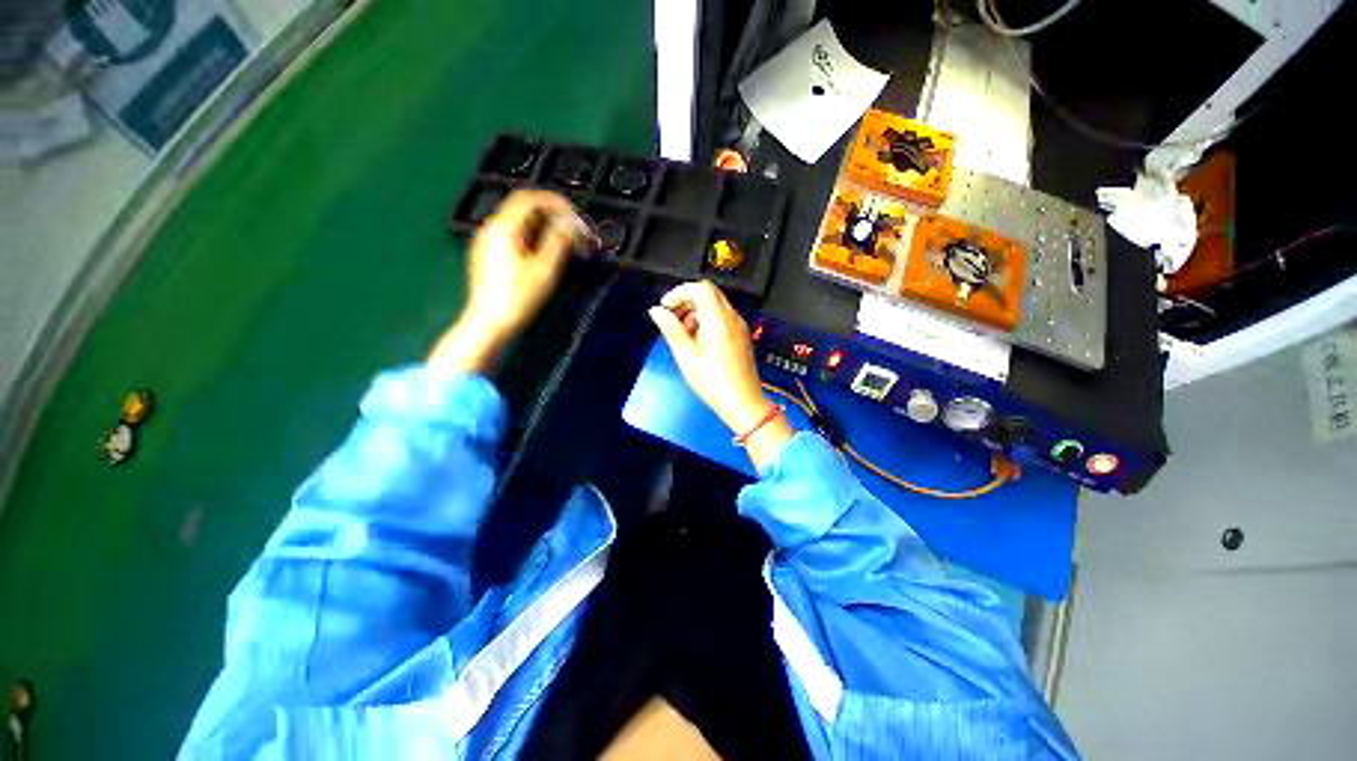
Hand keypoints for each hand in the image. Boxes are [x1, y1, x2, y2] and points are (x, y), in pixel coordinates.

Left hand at [430, 190, 588, 372]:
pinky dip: (527, 234)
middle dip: (549, 212)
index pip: (531, 198)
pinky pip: (508, 233)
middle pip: (522, 205)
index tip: (573, 214)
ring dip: (539, 224)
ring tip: (559, 240)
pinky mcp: (485, 255)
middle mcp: (490, 229)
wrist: (486, 326)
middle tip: (569, 226)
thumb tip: (569, 224)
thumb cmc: (515, 299)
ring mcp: (484, 242)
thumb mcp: (544, 268)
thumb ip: (559, 239)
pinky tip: (540, 252)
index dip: (556, 202)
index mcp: (503, 227)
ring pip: (515, 219)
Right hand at [649, 282, 792, 468]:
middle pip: (708, 293)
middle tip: (671, 318)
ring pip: (715, 304)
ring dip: (695, 311)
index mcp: (718, 319)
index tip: (666, 306)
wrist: (742, 402)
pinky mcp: (741, 335)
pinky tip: (697, 341)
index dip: (679, 292)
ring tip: (682, 334)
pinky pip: (722, 317)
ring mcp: (739, 326)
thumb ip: (671, 329)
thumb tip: (657, 312)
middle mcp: (732, 318)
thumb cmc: (715, 383)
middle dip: (686, 301)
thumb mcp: (686, 356)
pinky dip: (706, 320)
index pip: (700, 288)